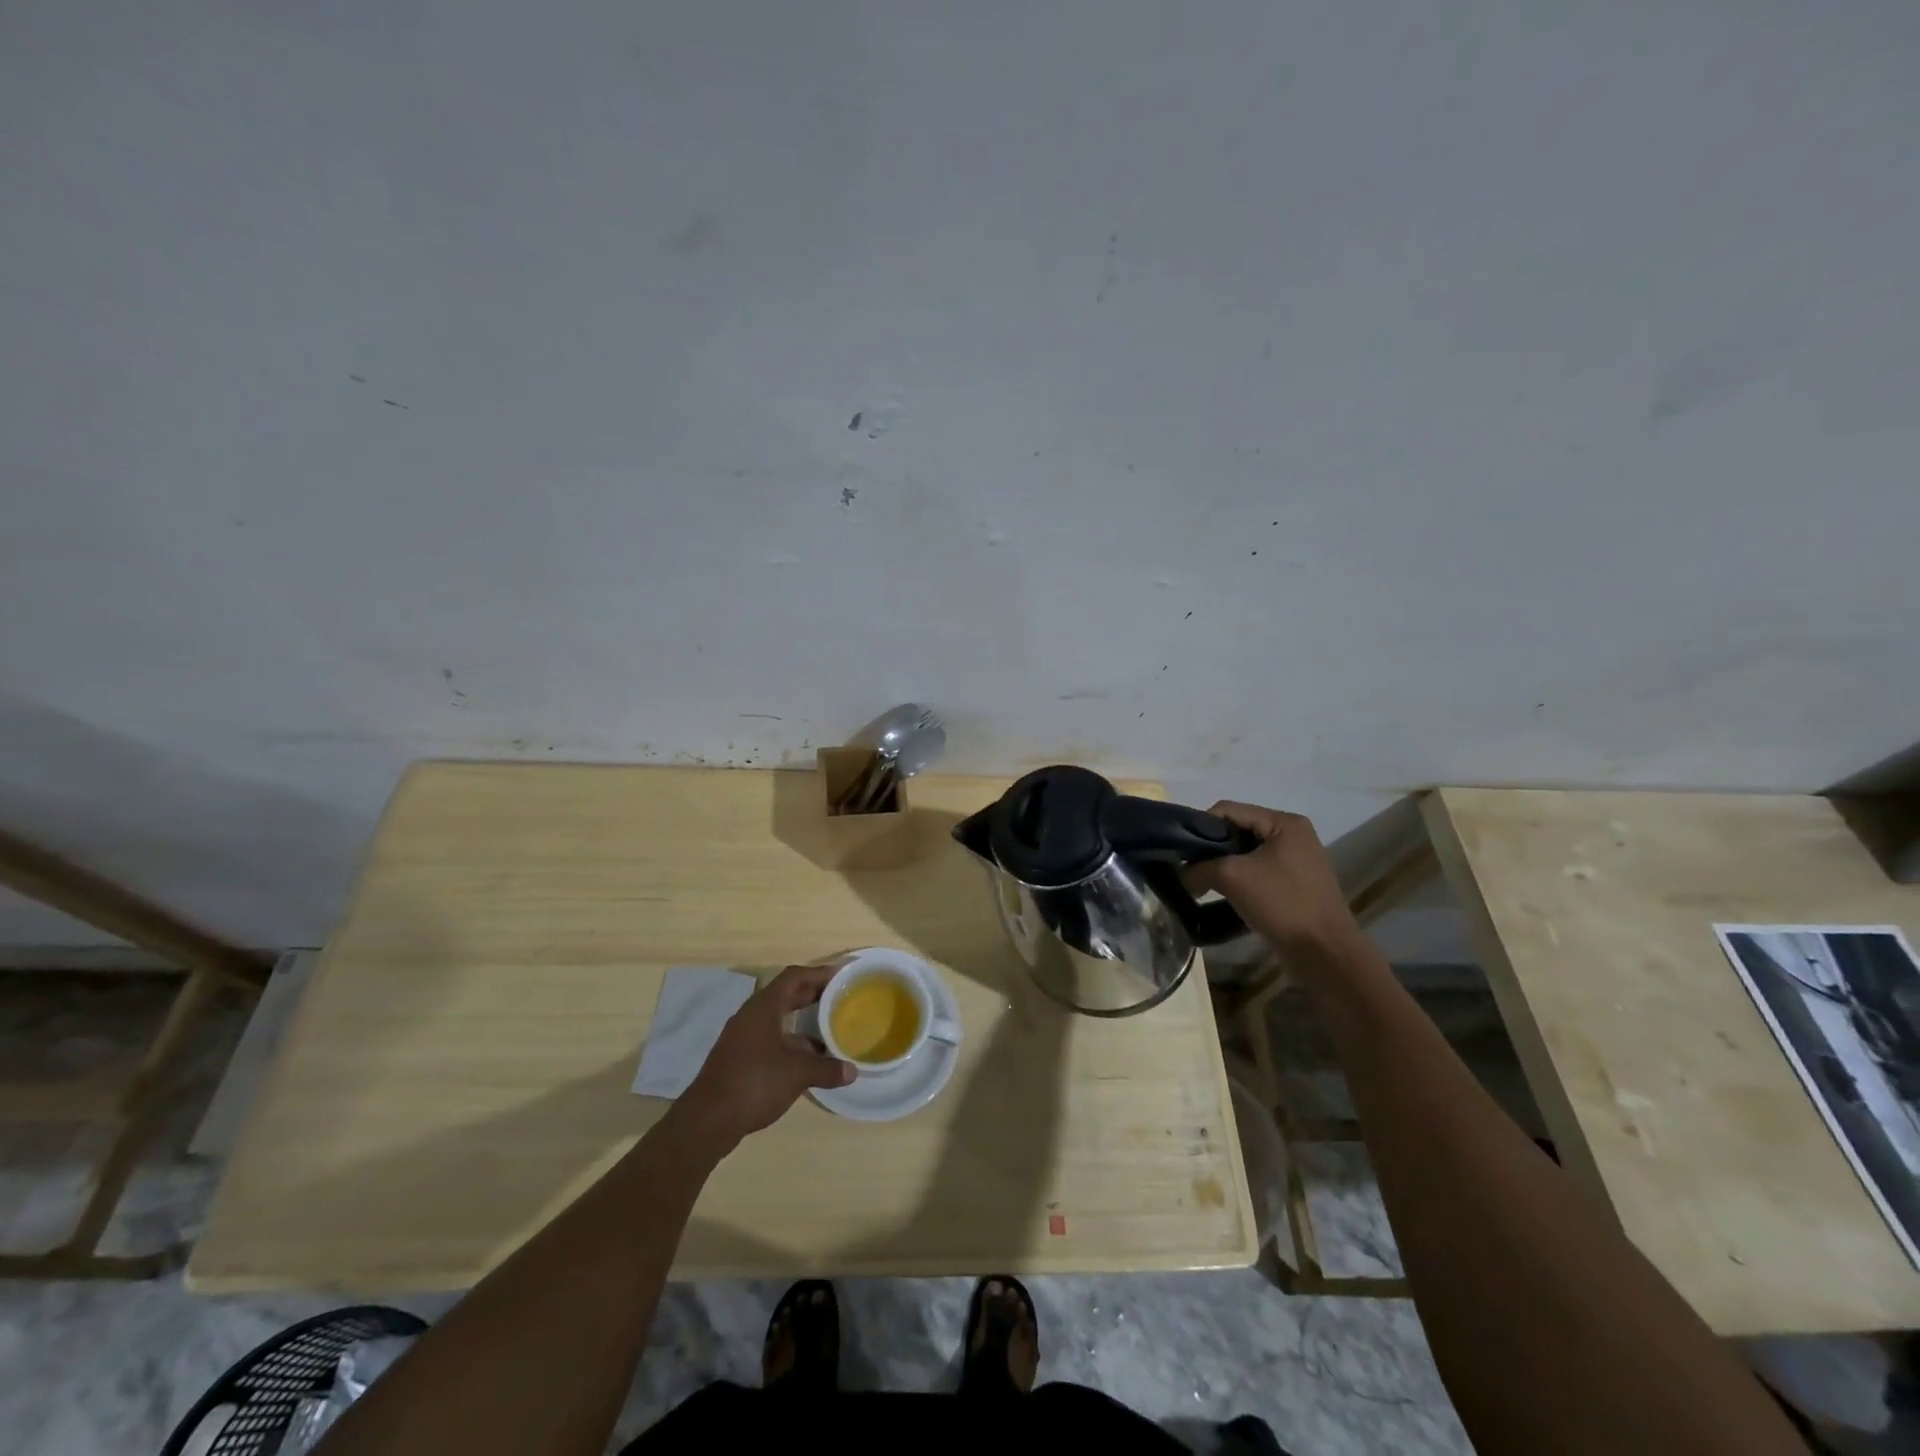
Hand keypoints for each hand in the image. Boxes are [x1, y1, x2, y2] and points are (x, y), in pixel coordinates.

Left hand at [677, 965, 853, 1148]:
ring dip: (802, 1022)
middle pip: (785, 995)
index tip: (840, 976)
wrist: (707, 1120)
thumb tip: (852, 1071)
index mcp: (764, 1007)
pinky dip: (790, 1042)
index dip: (817, 973)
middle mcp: (751, 1016)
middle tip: (838, 998)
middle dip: (811, 995)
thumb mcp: (797, 1074)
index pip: (793, 977)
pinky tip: (807, 1060)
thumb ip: (826, 1069)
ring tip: (828, 1030)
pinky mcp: (739, 1059)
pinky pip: (770, 1039)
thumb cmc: (754, 1083)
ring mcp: (742, 1038)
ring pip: (777, 1020)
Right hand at [1186, 801, 1361, 960]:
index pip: (1228, 810)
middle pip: (1236, 832)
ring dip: (1221, 868)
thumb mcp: (1232, 876)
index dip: (1200, 826)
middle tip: (1188, 869)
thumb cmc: (1282, 903)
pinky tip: (1221, 898)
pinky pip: (1256, 875)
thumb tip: (1179, 874)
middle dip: (1210, 850)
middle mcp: (1292, 836)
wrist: (1325, 953)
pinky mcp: (1292, 887)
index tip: (1181, 851)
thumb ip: (1199, 868)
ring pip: (1244, 856)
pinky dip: (1236, 883)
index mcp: (1284, 822)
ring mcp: (1294, 863)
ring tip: (1201, 885)